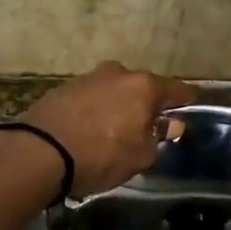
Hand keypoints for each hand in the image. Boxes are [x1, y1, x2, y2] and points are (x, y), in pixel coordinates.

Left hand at [15, 61, 195, 196]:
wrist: (39, 151)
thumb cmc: (100, 155)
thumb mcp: (139, 156)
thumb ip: (158, 137)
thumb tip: (170, 125)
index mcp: (143, 86)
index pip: (176, 89)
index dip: (186, 101)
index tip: (190, 108)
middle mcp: (118, 73)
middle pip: (142, 88)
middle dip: (147, 104)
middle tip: (148, 126)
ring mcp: (88, 77)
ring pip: (114, 91)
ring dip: (119, 106)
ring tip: (116, 130)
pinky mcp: (63, 88)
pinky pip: (91, 98)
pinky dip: (96, 110)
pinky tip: (92, 129)